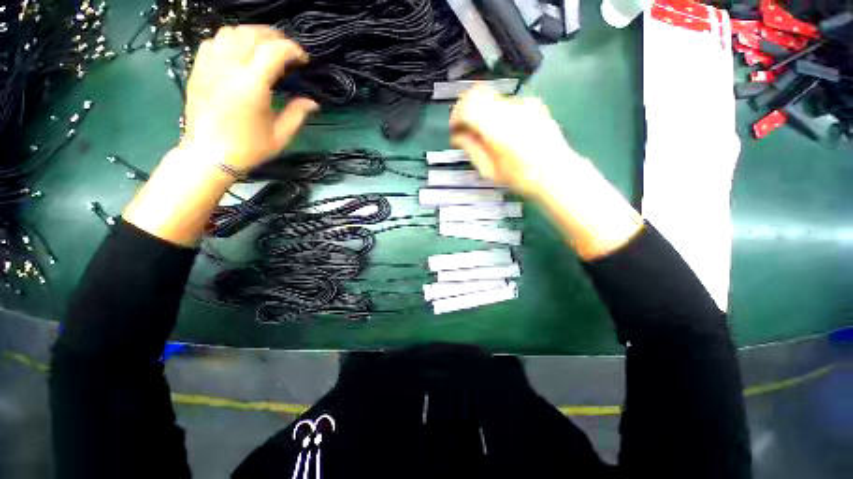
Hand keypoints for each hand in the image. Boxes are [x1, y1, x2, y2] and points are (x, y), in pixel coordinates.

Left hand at [181, 25, 317, 171]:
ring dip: (252, 34)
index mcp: (251, 86)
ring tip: (265, 47)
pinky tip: (239, 51)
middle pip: (252, 34)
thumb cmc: (248, 149)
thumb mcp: (281, 136)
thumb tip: (313, 102)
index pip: (274, 51)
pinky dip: (230, 39)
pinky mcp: (198, 69)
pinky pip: (213, 41)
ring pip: (231, 32)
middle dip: (275, 37)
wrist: (208, 155)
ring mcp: (209, 66)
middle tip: (288, 50)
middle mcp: (228, 69)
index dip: (292, 49)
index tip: (303, 59)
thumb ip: (297, 114)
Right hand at [450, 85, 578, 197]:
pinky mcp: (533, 104)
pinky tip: (505, 132)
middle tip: (466, 129)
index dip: (456, 115)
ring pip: (492, 98)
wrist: (556, 172)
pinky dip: (498, 113)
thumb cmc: (521, 177)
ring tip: (486, 134)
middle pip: (477, 94)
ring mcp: (524, 104)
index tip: (455, 128)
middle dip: (467, 110)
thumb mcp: (489, 170)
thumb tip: (458, 136)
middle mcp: (509, 109)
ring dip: (483, 112)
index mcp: (496, 127)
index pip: (467, 105)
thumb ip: (471, 149)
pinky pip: (507, 103)